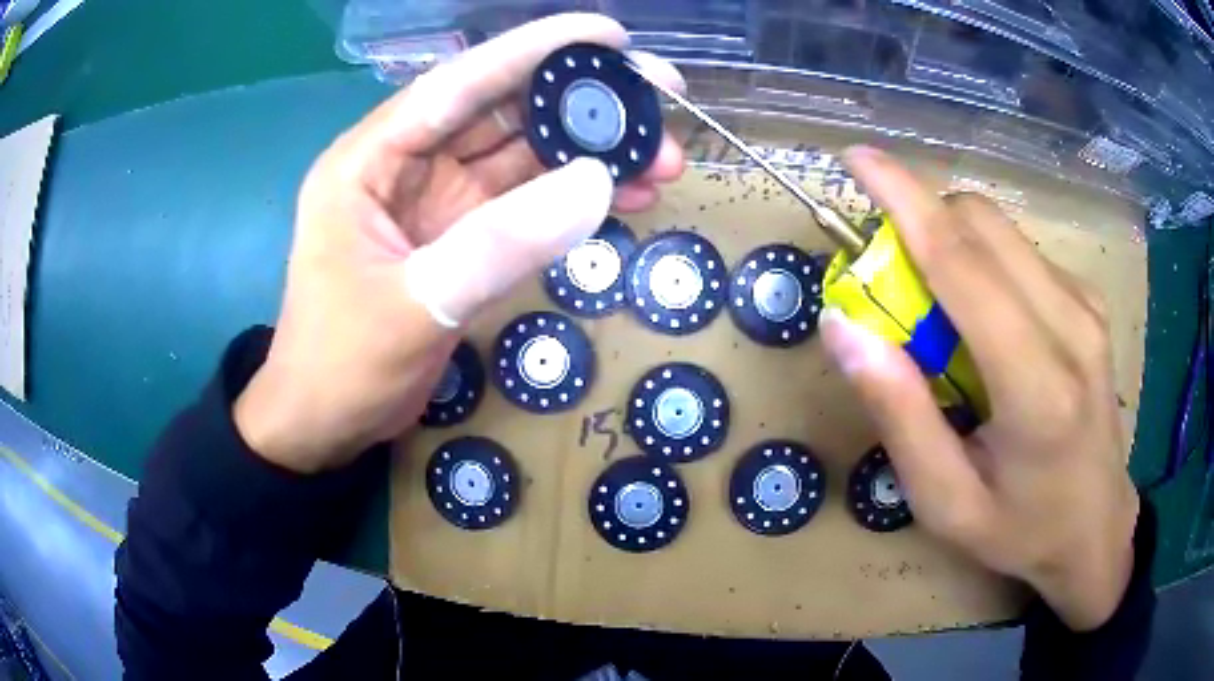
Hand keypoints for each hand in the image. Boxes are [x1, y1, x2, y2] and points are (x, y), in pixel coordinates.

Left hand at [234, 14, 685, 472]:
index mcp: (370, 160)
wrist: (323, 423)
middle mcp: (404, 165)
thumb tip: (599, 182)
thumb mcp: (417, 305)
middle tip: (662, 104)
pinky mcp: (457, 237)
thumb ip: (501, 243)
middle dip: (583, 106)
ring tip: (663, 160)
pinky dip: (573, 200)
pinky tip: (627, 198)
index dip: (537, 50)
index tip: (612, 37)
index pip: (461, 82)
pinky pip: (523, 204)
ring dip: (590, 154)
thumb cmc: (341, 364)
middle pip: (503, 111)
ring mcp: (434, 201)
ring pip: (522, 156)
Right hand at [820, 146, 1138, 630]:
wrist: (1096, 529)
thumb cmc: (1020, 530)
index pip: (963, 264)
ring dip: (953, 243)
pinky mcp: (1090, 301)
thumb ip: (900, 414)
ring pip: (1002, 231)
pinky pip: (1022, 253)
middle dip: (922, 222)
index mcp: (1037, 387)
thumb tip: (844, 327)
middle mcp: (1071, 326)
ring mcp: (1087, 306)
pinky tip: (986, 322)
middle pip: (983, 226)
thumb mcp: (946, 501)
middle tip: (891, 277)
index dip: (904, 200)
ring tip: (939, 314)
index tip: (856, 159)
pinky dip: (985, 263)